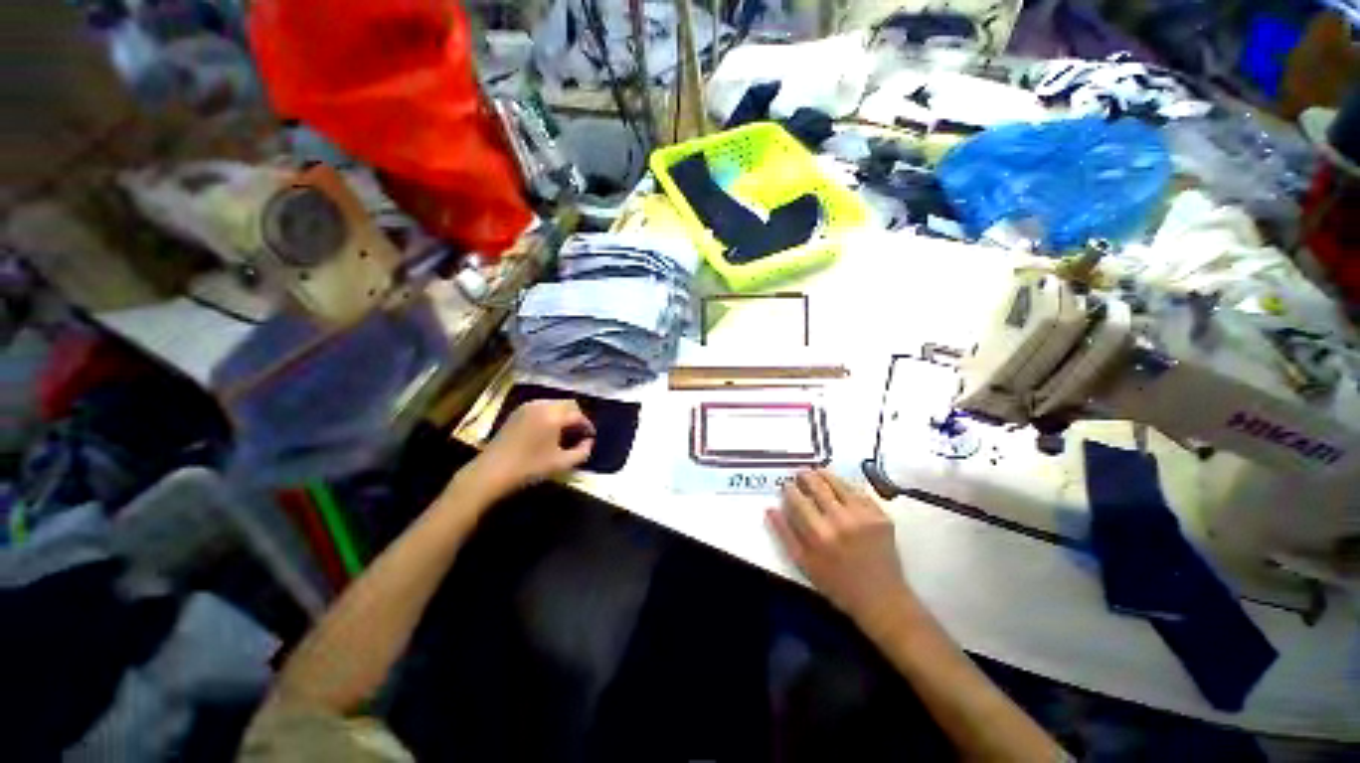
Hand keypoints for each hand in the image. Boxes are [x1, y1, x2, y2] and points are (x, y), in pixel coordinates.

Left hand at [469, 400, 594, 497]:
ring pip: (555, 404)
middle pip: (568, 404)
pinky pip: (542, 407)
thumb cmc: (529, 468)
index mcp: (554, 415)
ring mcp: (528, 406)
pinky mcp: (517, 412)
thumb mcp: (561, 464)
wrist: (491, 471)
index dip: (587, 426)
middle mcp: (542, 405)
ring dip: (563, 415)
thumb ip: (582, 452)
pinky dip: (550, 415)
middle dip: (576, 417)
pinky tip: (548, 431)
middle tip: (578, 434)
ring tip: (564, 433)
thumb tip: (589, 442)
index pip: (578, 415)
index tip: (590, 437)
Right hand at [767, 469, 917, 635]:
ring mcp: (863, 516)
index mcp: (819, 535)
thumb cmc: (837, 585)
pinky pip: (859, 492)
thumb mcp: (804, 564)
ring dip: (825, 475)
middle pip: (817, 485)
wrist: (882, 600)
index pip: (797, 500)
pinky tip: (840, 486)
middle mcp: (840, 521)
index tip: (786, 486)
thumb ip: (785, 535)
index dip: (789, 489)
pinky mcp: (880, 516)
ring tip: (818, 472)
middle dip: (805, 476)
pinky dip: (847, 485)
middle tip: (800, 474)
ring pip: (839, 483)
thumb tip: (770, 509)